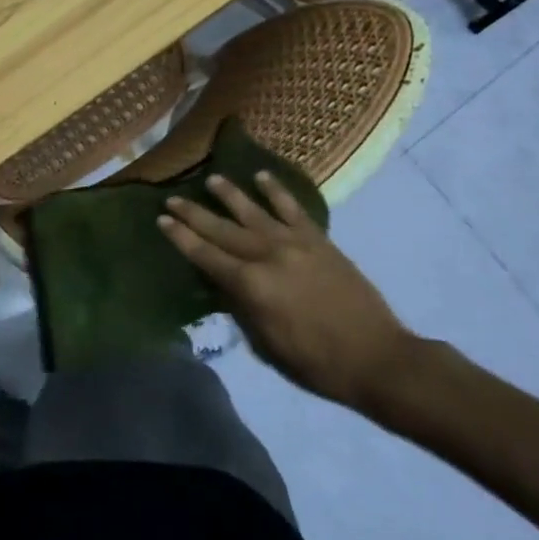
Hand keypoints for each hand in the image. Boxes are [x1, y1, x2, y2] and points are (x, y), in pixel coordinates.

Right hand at [158, 171, 412, 408]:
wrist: (377, 357)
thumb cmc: (315, 362)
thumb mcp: (265, 343)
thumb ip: (241, 307)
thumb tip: (221, 283)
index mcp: (251, 286)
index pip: (205, 255)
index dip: (181, 237)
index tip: (161, 220)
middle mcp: (268, 256)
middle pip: (222, 229)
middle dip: (194, 214)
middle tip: (172, 198)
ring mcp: (295, 244)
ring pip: (254, 211)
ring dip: (230, 194)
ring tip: (211, 179)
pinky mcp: (319, 241)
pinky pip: (293, 209)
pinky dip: (276, 191)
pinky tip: (262, 177)